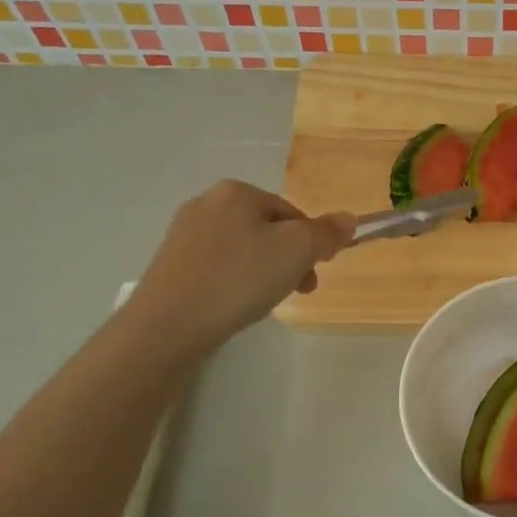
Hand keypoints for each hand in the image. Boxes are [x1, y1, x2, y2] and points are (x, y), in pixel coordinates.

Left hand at [136, 181, 353, 352]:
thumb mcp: (296, 251)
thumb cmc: (238, 279)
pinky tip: (234, 306)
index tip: (315, 275)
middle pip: (267, 230)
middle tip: (296, 292)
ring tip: (262, 303)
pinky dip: (234, 283)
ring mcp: (183, 234)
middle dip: (288, 260)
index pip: (292, 212)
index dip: (311, 244)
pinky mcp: (170, 265)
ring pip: (243, 250)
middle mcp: (206, 203)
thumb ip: (326, 233)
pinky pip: (218, 268)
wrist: (167, 325)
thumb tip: (349, 219)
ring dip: (263, 273)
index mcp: (237, 191)